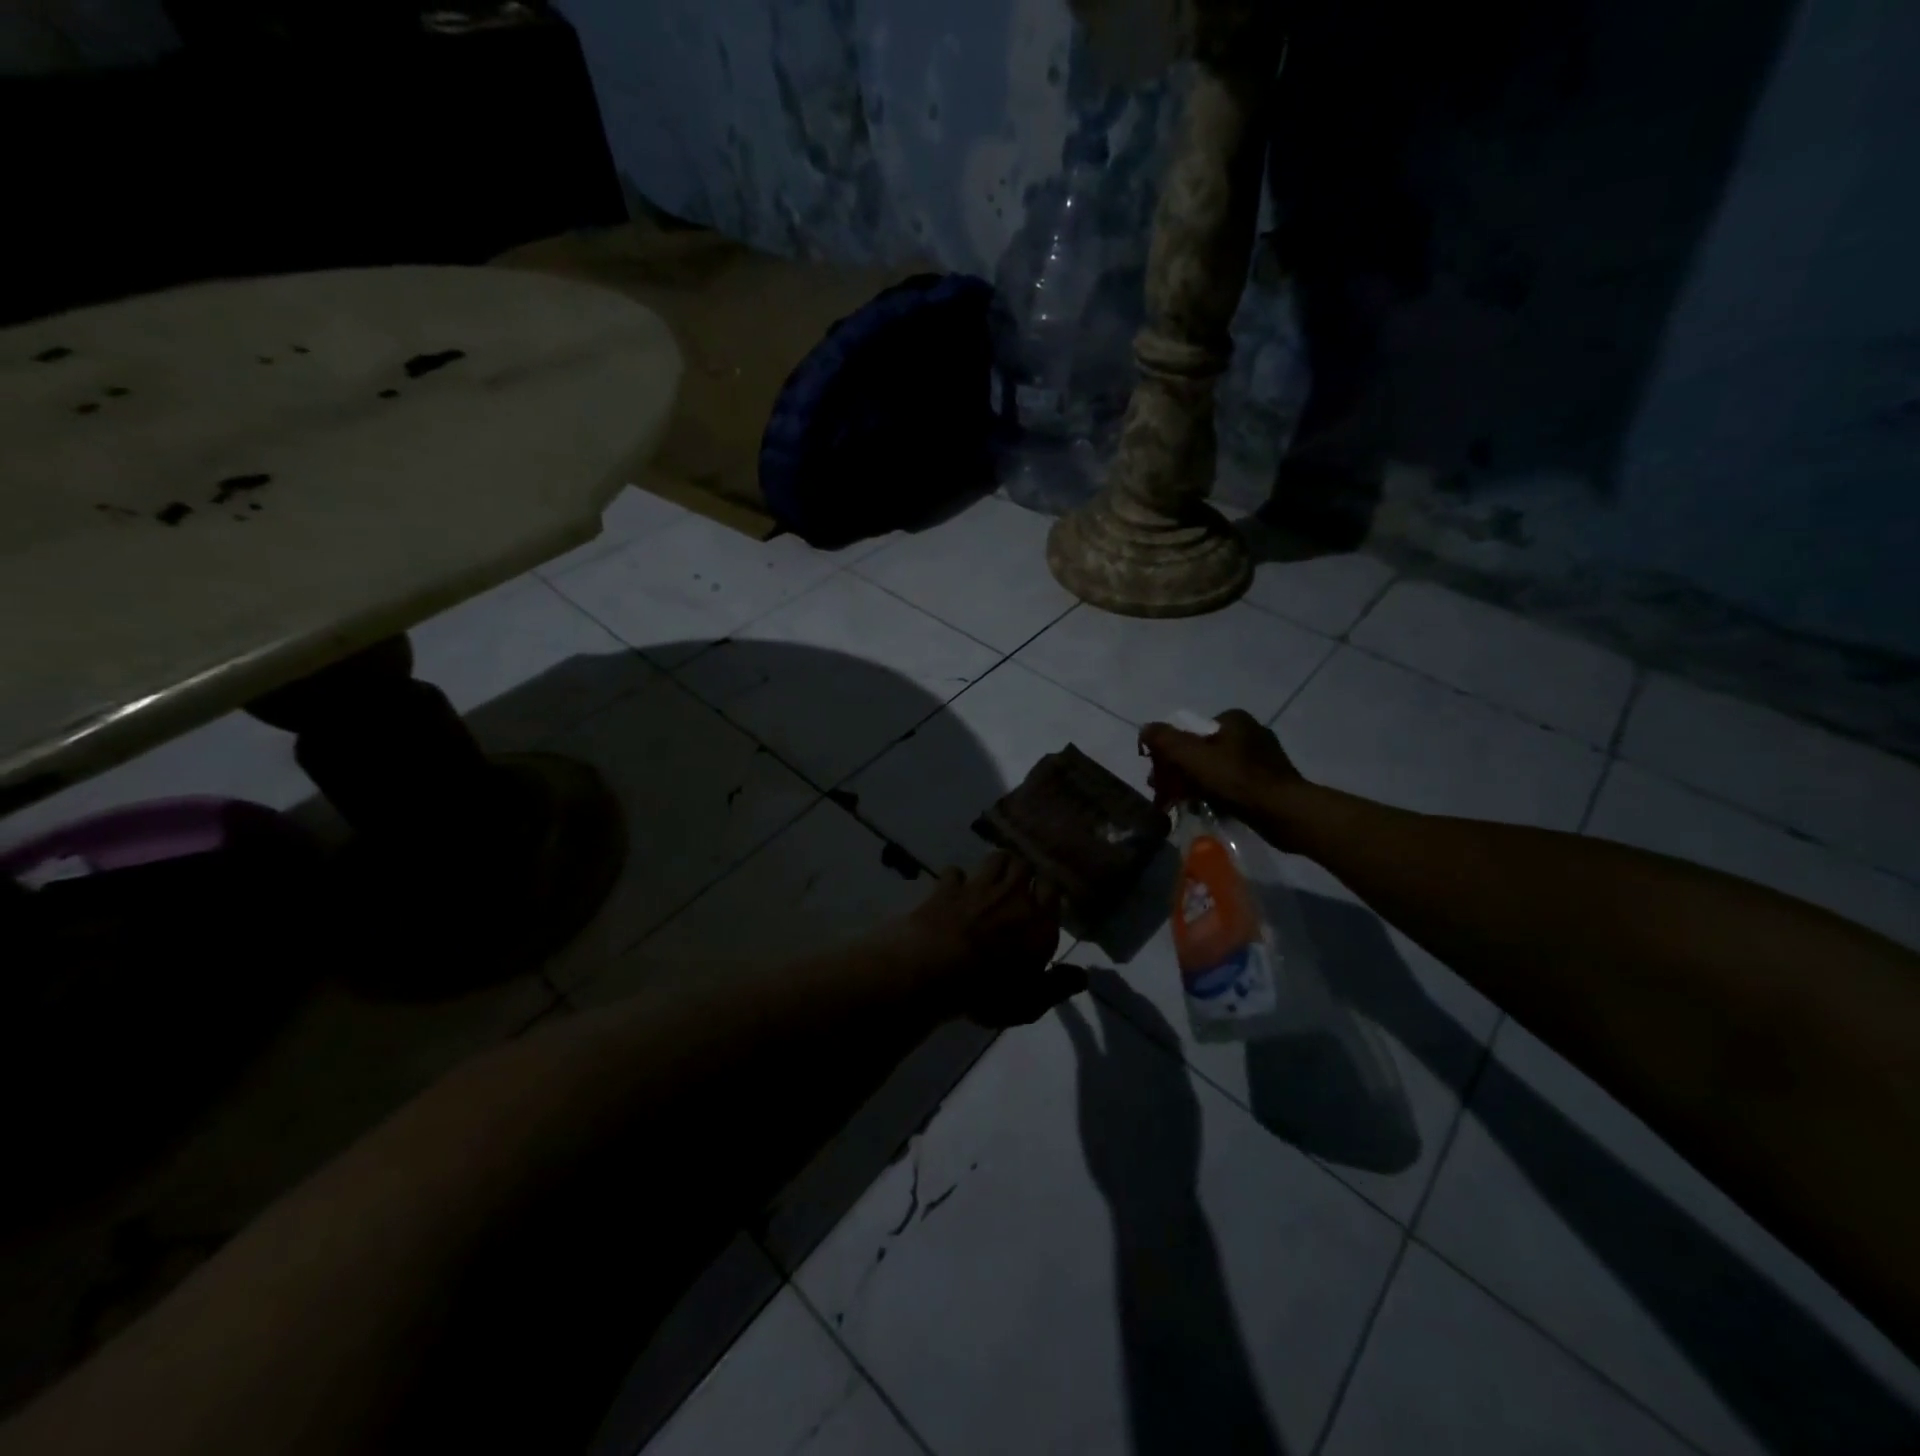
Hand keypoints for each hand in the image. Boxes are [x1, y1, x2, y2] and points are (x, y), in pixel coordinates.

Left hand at [902, 852, 1086, 1027]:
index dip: (1047, 892)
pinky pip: (955, 872)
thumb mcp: (1029, 1002)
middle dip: (1023, 873)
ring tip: (991, 879)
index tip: (1042, 902)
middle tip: (1017, 889)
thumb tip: (1083, 976)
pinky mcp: (947, 887)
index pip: (1053, 889)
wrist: (934, 970)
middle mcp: (1013, 896)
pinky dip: (955, 879)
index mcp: (1039, 921)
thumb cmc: (987, 991)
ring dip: (996, 866)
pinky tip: (952, 890)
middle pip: (1024, 866)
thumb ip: (1058, 986)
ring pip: (995, 858)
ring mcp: (978, 887)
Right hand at [1138, 709, 1307, 831]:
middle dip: (1180, 772)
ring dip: (1196, 785)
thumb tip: (1145, 728)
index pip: (1191, 731)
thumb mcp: (1193, 757)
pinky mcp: (1270, 782)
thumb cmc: (1237, 780)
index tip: (1159, 775)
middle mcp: (1250, 732)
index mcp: (1234, 719)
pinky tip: (1209, 809)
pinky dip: (1217, 795)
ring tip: (1183, 805)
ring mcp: (1263, 758)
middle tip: (1167, 794)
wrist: (1285, 812)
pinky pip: (1233, 785)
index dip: (1170, 753)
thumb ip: (1165, 740)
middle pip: (1202, 751)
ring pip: (1216, 770)